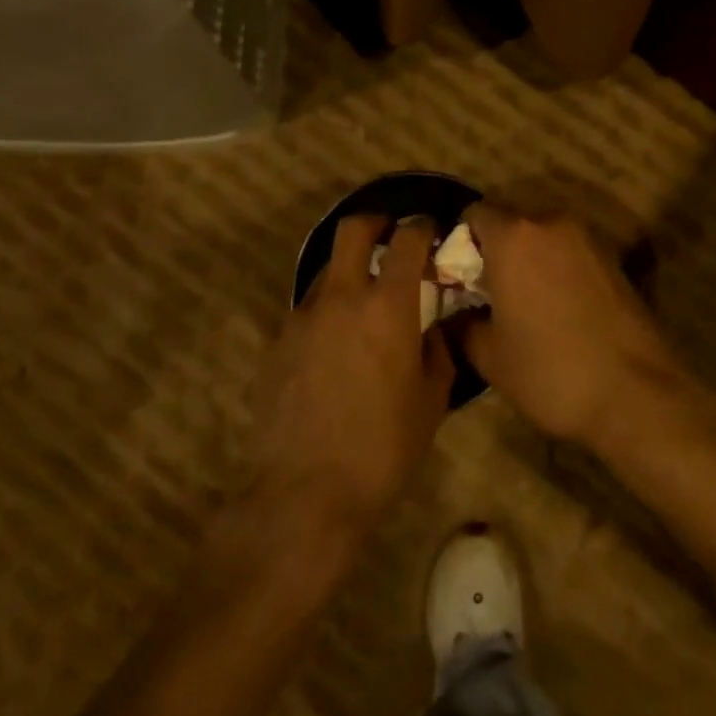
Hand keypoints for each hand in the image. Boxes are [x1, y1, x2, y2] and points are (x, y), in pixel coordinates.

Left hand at [248, 215, 453, 534]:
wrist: (306, 492)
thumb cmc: (383, 448)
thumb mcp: (432, 401)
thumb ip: (438, 351)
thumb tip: (434, 328)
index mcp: (388, 306)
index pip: (407, 241)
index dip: (422, 227)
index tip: (430, 230)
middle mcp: (342, 298)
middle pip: (352, 230)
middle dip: (375, 222)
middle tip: (390, 236)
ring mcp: (303, 317)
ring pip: (327, 270)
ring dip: (350, 270)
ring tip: (364, 300)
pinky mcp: (277, 342)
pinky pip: (308, 309)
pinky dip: (328, 310)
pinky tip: (336, 344)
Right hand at [458, 205, 683, 445]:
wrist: (636, 393)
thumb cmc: (550, 370)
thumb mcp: (489, 356)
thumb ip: (462, 324)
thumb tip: (455, 314)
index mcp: (513, 237)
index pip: (474, 213)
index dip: (460, 241)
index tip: (458, 276)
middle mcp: (551, 223)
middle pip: (511, 221)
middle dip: (495, 249)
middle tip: (487, 291)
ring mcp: (588, 239)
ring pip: (543, 236)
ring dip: (529, 258)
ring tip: (524, 302)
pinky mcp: (614, 259)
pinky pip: (571, 253)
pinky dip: (557, 269)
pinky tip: (558, 309)